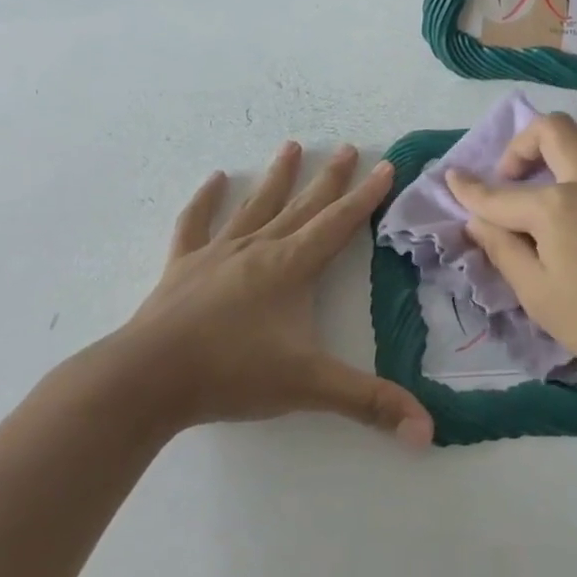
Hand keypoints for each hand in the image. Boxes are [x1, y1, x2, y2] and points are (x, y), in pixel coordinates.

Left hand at [96, 141, 433, 445]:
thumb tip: (428, 431)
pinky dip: (205, 201)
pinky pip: (195, 224)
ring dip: (276, 177)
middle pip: (302, 206)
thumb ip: (370, 404)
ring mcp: (217, 254)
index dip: (365, 196)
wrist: (148, 378)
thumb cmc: (233, 374)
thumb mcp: (309, 387)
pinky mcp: (182, 267)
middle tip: (347, 147)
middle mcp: (258, 249)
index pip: (338, 224)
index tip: (385, 165)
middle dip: (328, 178)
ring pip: (254, 206)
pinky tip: (214, 179)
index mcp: (291, 267)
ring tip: (291, 146)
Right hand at [445, 113, 576, 392]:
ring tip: (575, 164)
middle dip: (523, 144)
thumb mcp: (537, 296)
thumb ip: (503, 251)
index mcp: (556, 206)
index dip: (469, 189)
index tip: (452, 179)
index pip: (500, 195)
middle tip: (516, 176)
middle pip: (554, 130)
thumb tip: (477, 221)